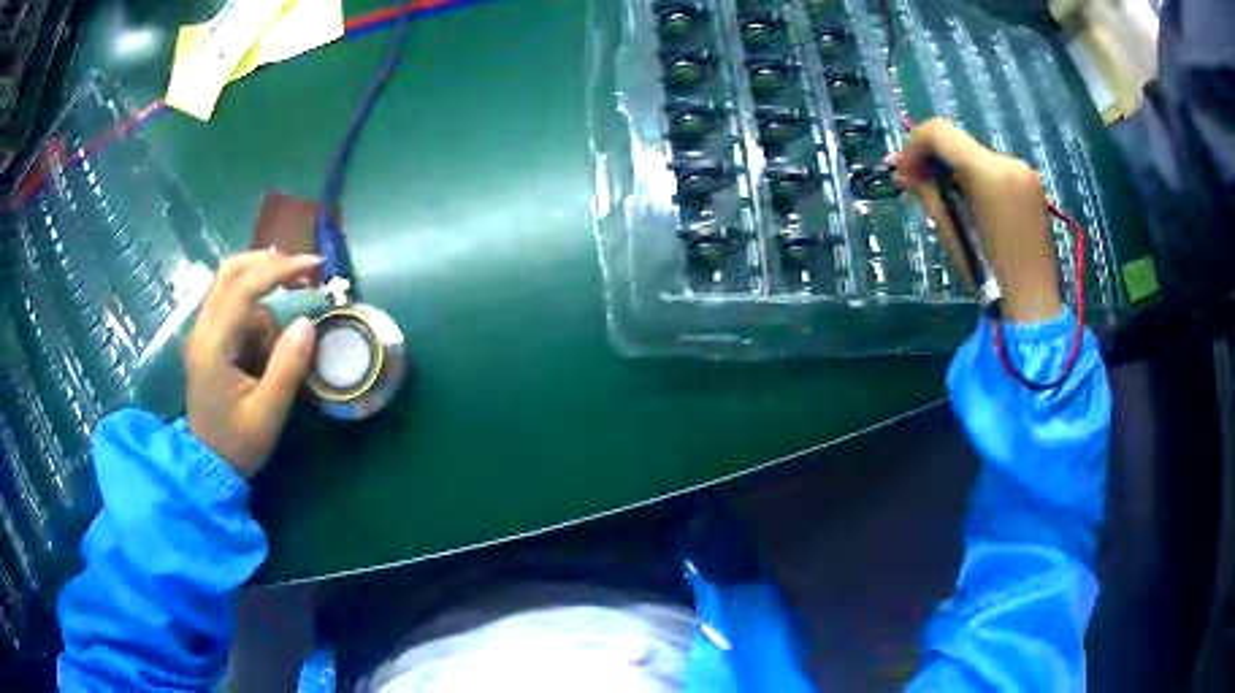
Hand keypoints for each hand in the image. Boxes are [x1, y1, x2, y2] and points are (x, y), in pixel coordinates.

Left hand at [184, 250, 320, 476]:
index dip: (280, 270)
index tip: (315, 267)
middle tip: (302, 274)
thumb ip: (287, 367)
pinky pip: (233, 306)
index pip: (244, 288)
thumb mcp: (268, 413)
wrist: (206, 467)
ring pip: (232, 285)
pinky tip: (264, 348)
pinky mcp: (209, 339)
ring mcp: (203, 332)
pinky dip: (255, 313)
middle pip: (230, 271)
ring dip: (263, 298)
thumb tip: (307, 323)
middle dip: (268, 263)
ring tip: (279, 344)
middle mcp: (202, 329)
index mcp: (213, 345)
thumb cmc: (237, 444)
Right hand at [889, 118, 1061, 322]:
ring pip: (975, 155)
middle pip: (959, 141)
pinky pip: (993, 168)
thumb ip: (926, 191)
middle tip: (912, 179)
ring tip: (938, 192)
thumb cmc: (989, 273)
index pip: (941, 132)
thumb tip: (900, 171)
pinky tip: (965, 198)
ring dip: (953, 167)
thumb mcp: (951, 230)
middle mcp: (1009, 161)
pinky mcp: (1031, 184)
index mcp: (990, 173)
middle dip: (932, 156)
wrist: (1033, 303)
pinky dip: (974, 176)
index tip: (902, 169)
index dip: (914, 144)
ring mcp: (1025, 171)